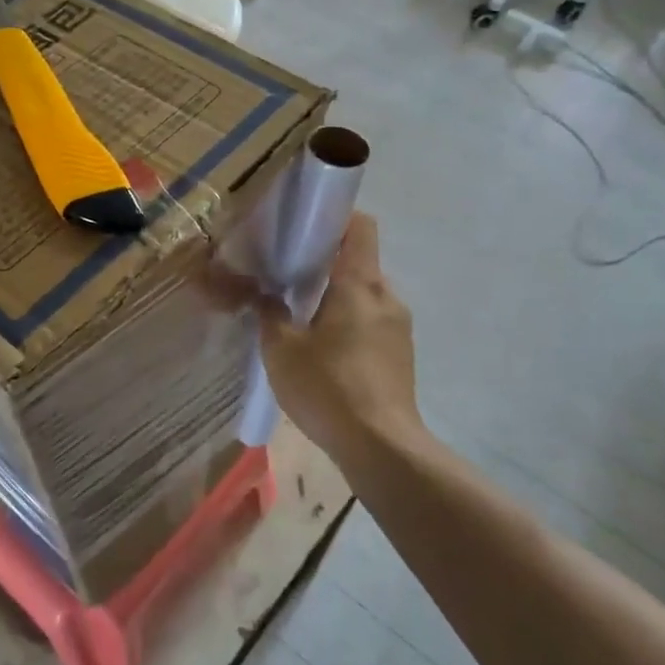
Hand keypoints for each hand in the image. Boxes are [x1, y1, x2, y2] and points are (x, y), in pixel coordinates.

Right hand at [258, 214, 424, 455]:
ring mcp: (399, 327)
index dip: (335, 217)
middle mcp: (387, 296)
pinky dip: (349, 326)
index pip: (360, 226)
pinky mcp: (402, 356)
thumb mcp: (282, 350)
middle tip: (288, 281)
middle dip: (325, 267)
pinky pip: (372, 324)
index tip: (304, 227)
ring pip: (364, 297)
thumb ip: (269, 314)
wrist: (381, 447)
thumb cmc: (329, 387)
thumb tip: (263, 296)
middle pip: (358, 263)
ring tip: (302, 323)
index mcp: (360, 283)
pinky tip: (324, 355)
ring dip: (336, 301)